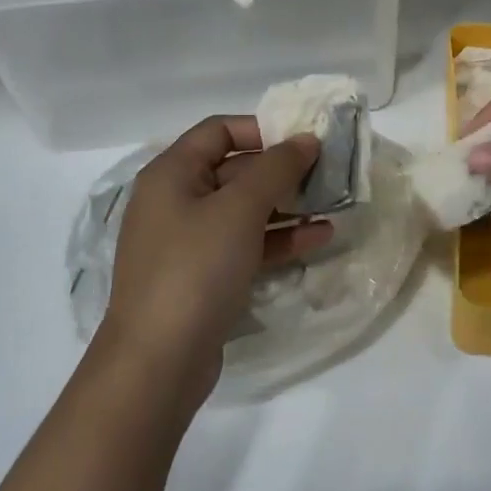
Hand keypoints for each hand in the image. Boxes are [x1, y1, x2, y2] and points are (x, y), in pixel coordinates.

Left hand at [101, 116, 333, 409]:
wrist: (157, 362)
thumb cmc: (196, 268)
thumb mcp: (240, 209)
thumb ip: (276, 168)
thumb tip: (305, 139)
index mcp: (172, 173)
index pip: (219, 130)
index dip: (263, 129)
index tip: (305, 139)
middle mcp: (175, 201)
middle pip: (234, 170)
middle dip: (282, 170)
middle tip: (328, 172)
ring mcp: (188, 242)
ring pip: (244, 210)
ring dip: (287, 205)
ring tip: (332, 204)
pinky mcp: (203, 277)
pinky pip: (244, 244)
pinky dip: (278, 239)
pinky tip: (318, 238)